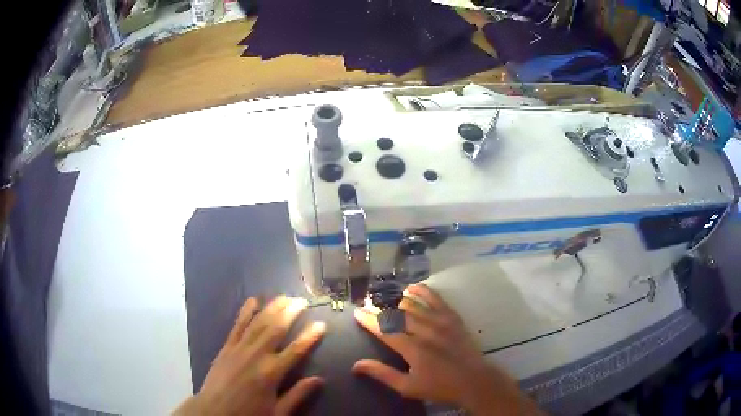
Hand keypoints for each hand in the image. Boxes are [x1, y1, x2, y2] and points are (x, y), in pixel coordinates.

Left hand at [174, 296, 325, 415]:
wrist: (214, 411)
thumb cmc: (249, 414)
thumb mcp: (278, 412)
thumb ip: (297, 395)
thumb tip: (319, 379)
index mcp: (271, 373)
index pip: (296, 350)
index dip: (309, 336)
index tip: (321, 324)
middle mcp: (256, 355)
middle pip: (276, 329)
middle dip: (290, 313)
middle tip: (302, 300)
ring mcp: (239, 349)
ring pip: (258, 323)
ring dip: (272, 308)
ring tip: (283, 296)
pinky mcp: (227, 347)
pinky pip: (237, 326)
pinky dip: (245, 312)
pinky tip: (252, 301)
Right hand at [352, 284, 541, 415]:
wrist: (473, 380)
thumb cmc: (439, 386)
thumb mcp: (407, 387)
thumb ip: (383, 374)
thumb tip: (357, 365)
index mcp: (412, 348)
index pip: (385, 330)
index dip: (370, 320)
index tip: (358, 313)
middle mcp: (425, 330)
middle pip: (398, 314)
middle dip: (380, 307)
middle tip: (368, 302)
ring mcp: (440, 322)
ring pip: (414, 304)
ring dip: (396, 299)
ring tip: (383, 295)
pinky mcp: (452, 318)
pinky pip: (436, 299)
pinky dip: (422, 291)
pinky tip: (411, 287)